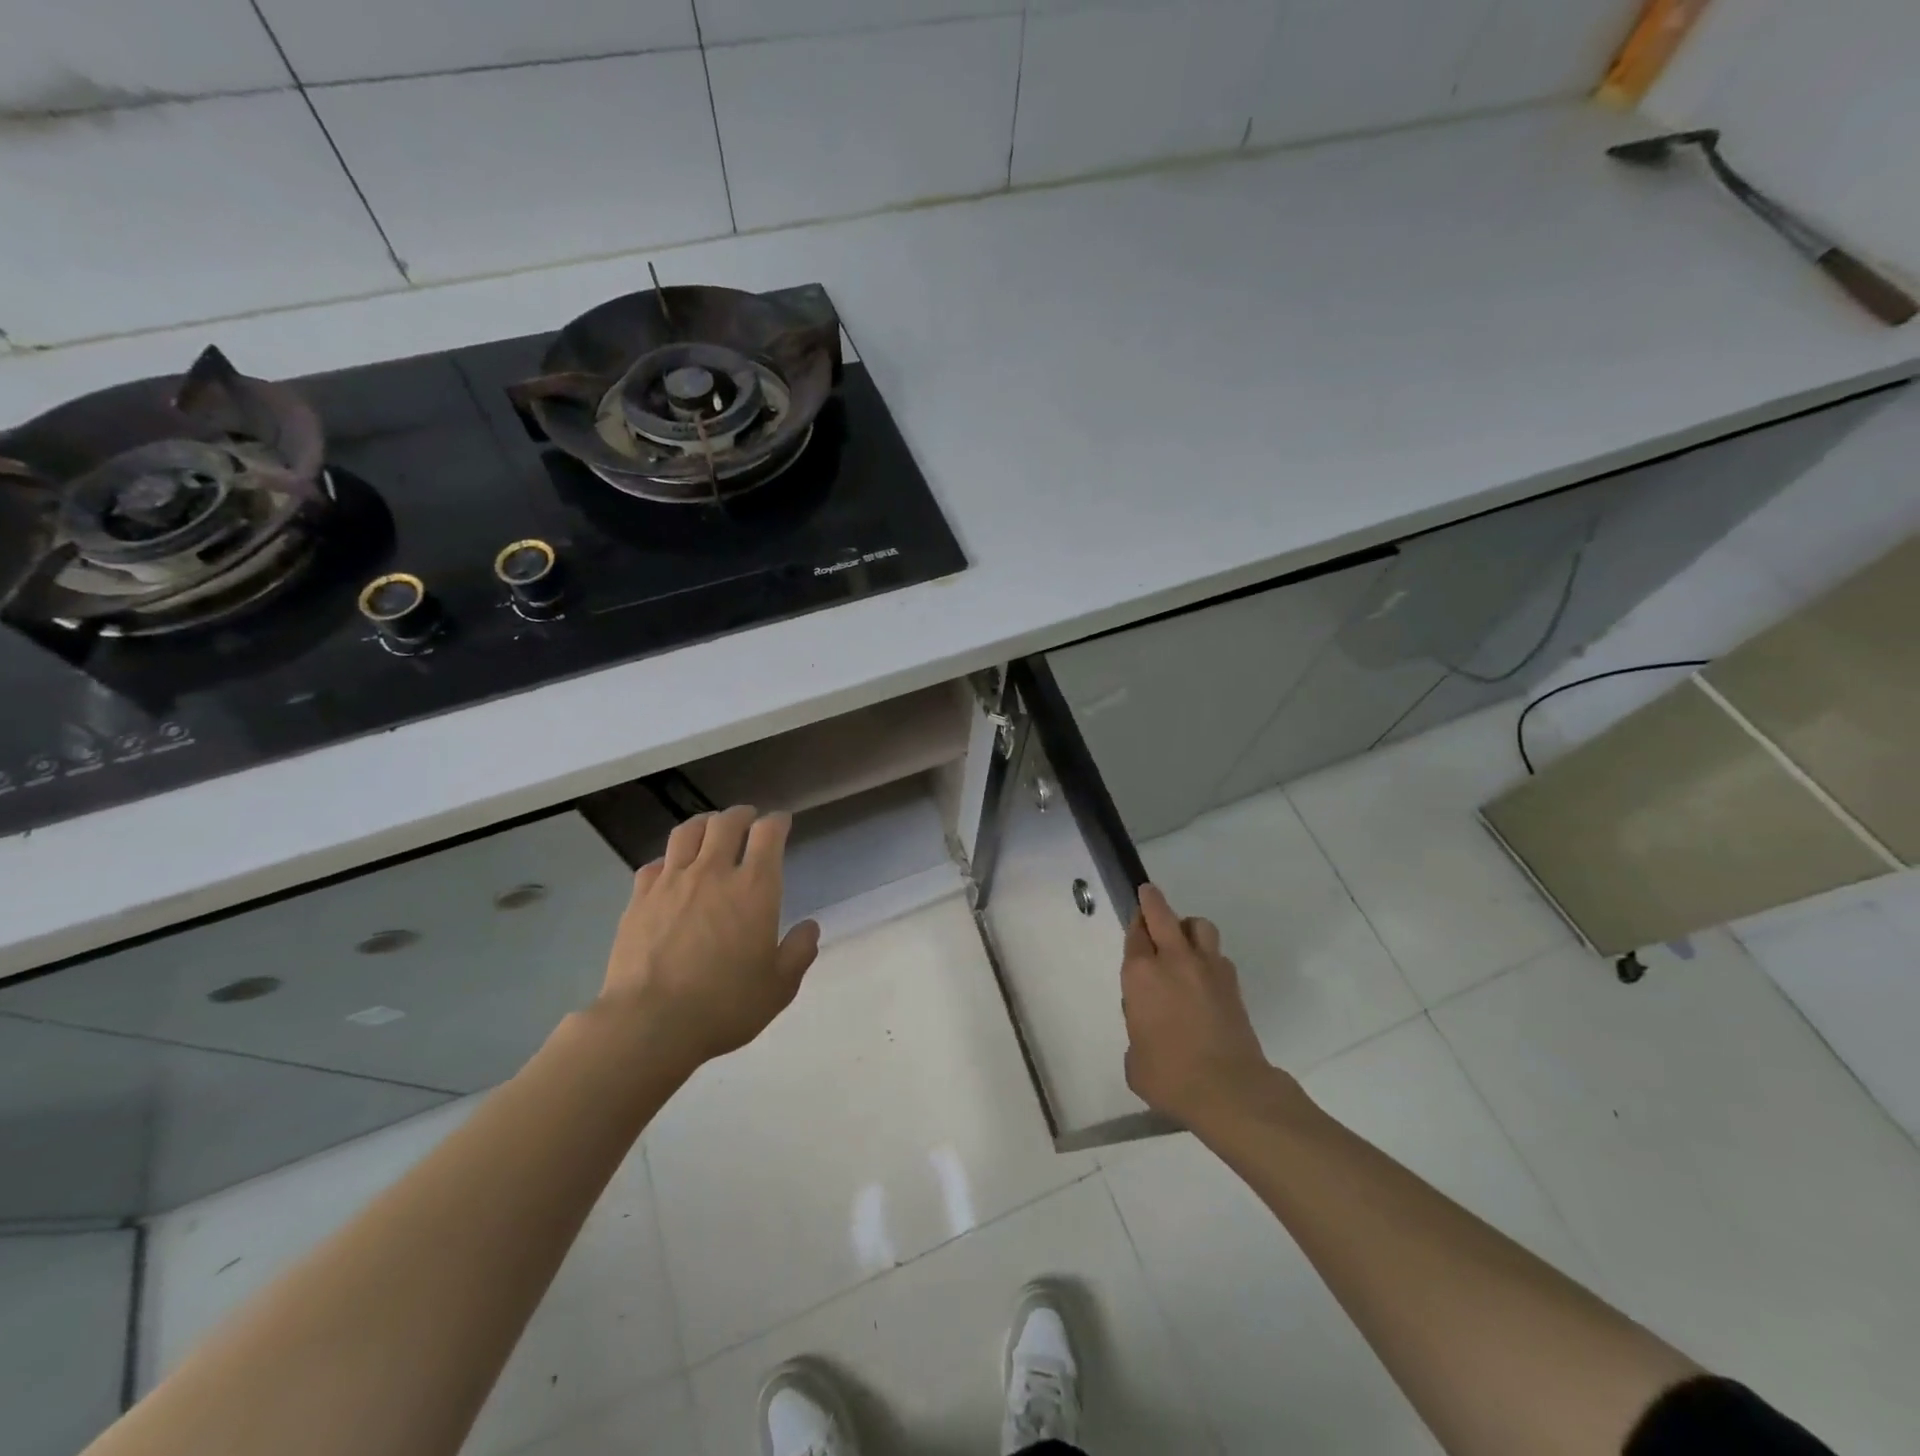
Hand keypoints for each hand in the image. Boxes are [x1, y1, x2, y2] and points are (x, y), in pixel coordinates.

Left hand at [600, 806, 820, 1065]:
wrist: (650, 1023)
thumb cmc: (725, 1005)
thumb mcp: (779, 987)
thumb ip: (798, 952)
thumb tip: (810, 927)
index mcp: (755, 888)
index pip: (768, 834)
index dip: (777, 822)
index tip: (782, 822)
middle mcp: (714, 873)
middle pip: (726, 823)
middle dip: (741, 815)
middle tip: (747, 818)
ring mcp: (672, 883)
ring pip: (687, 833)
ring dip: (703, 824)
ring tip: (709, 828)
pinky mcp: (639, 899)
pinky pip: (654, 864)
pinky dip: (668, 859)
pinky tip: (670, 870)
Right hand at [1121, 883, 1277, 1129]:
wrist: (1228, 1089)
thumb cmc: (1169, 1075)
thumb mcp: (1135, 1059)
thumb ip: (1137, 1030)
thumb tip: (1148, 1023)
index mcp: (1141, 975)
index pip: (1135, 935)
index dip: (1134, 924)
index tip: (1134, 921)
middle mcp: (1173, 961)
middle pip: (1162, 915)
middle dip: (1153, 901)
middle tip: (1148, 894)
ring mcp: (1207, 969)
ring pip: (1198, 926)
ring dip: (1187, 926)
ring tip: (1183, 938)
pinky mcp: (1233, 983)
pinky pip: (1218, 955)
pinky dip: (1209, 956)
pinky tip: (1204, 975)